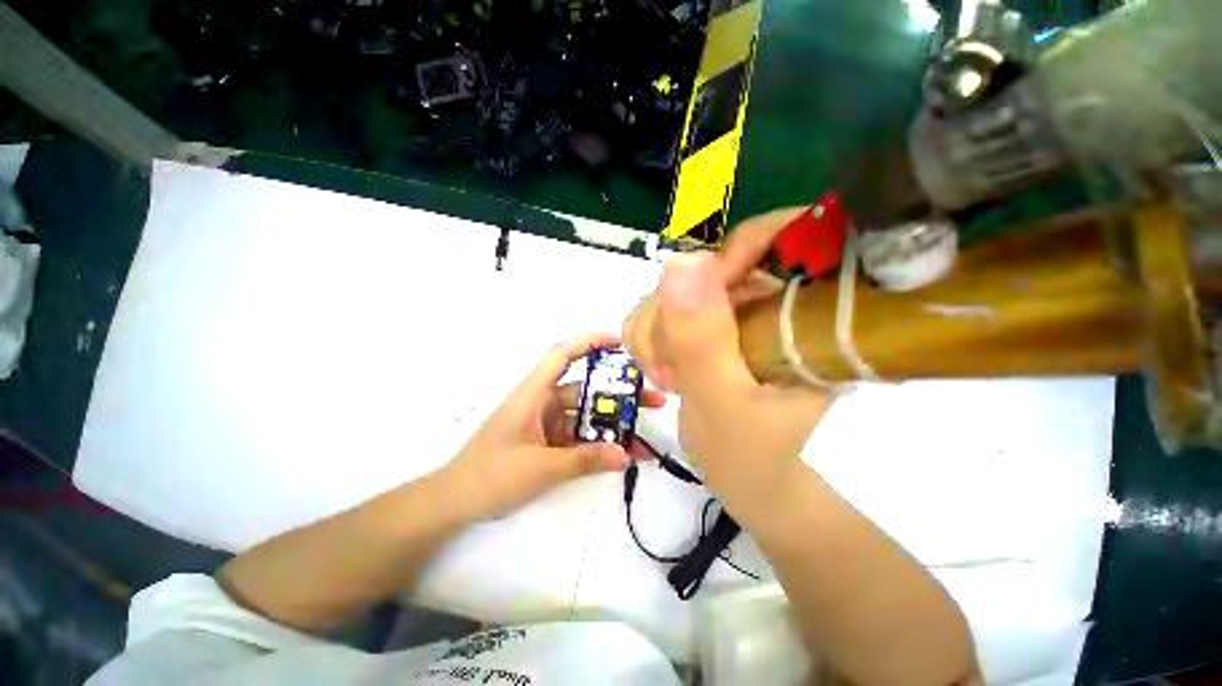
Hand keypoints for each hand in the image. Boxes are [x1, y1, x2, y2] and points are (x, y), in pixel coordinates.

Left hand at [441, 333, 666, 518]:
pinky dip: (598, 443)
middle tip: (653, 398)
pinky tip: (622, 452)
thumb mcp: (541, 468)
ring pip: (586, 415)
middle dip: (618, 393)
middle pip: (586, 389)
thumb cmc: (490, 475)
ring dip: (612, 422)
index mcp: (534, 394)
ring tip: (645, 429)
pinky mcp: (549, 441)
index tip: (619, 342)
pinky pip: (579, 436)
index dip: (590, 342)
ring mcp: (547, 423)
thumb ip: (584, 460)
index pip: (562, 355)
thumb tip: (625, 455)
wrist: (454, 503)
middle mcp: (543, 402)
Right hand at [623, 209, 833, 506]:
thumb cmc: (751, 456)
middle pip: (706, 267)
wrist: (747, 478)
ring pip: (675, 288)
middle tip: (668, 369)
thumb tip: (680, 261)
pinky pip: (661, 307)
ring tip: (666, 377)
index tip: (685, 308)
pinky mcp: (710, 321)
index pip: (777, 238)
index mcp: (806, 312)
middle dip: (670, 315)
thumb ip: (701, 340)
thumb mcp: (723, 402)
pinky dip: (648, 336)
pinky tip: (660, 369)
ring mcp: (737, 308)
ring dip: (654, 331)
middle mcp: (774, 299)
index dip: (724, 258)